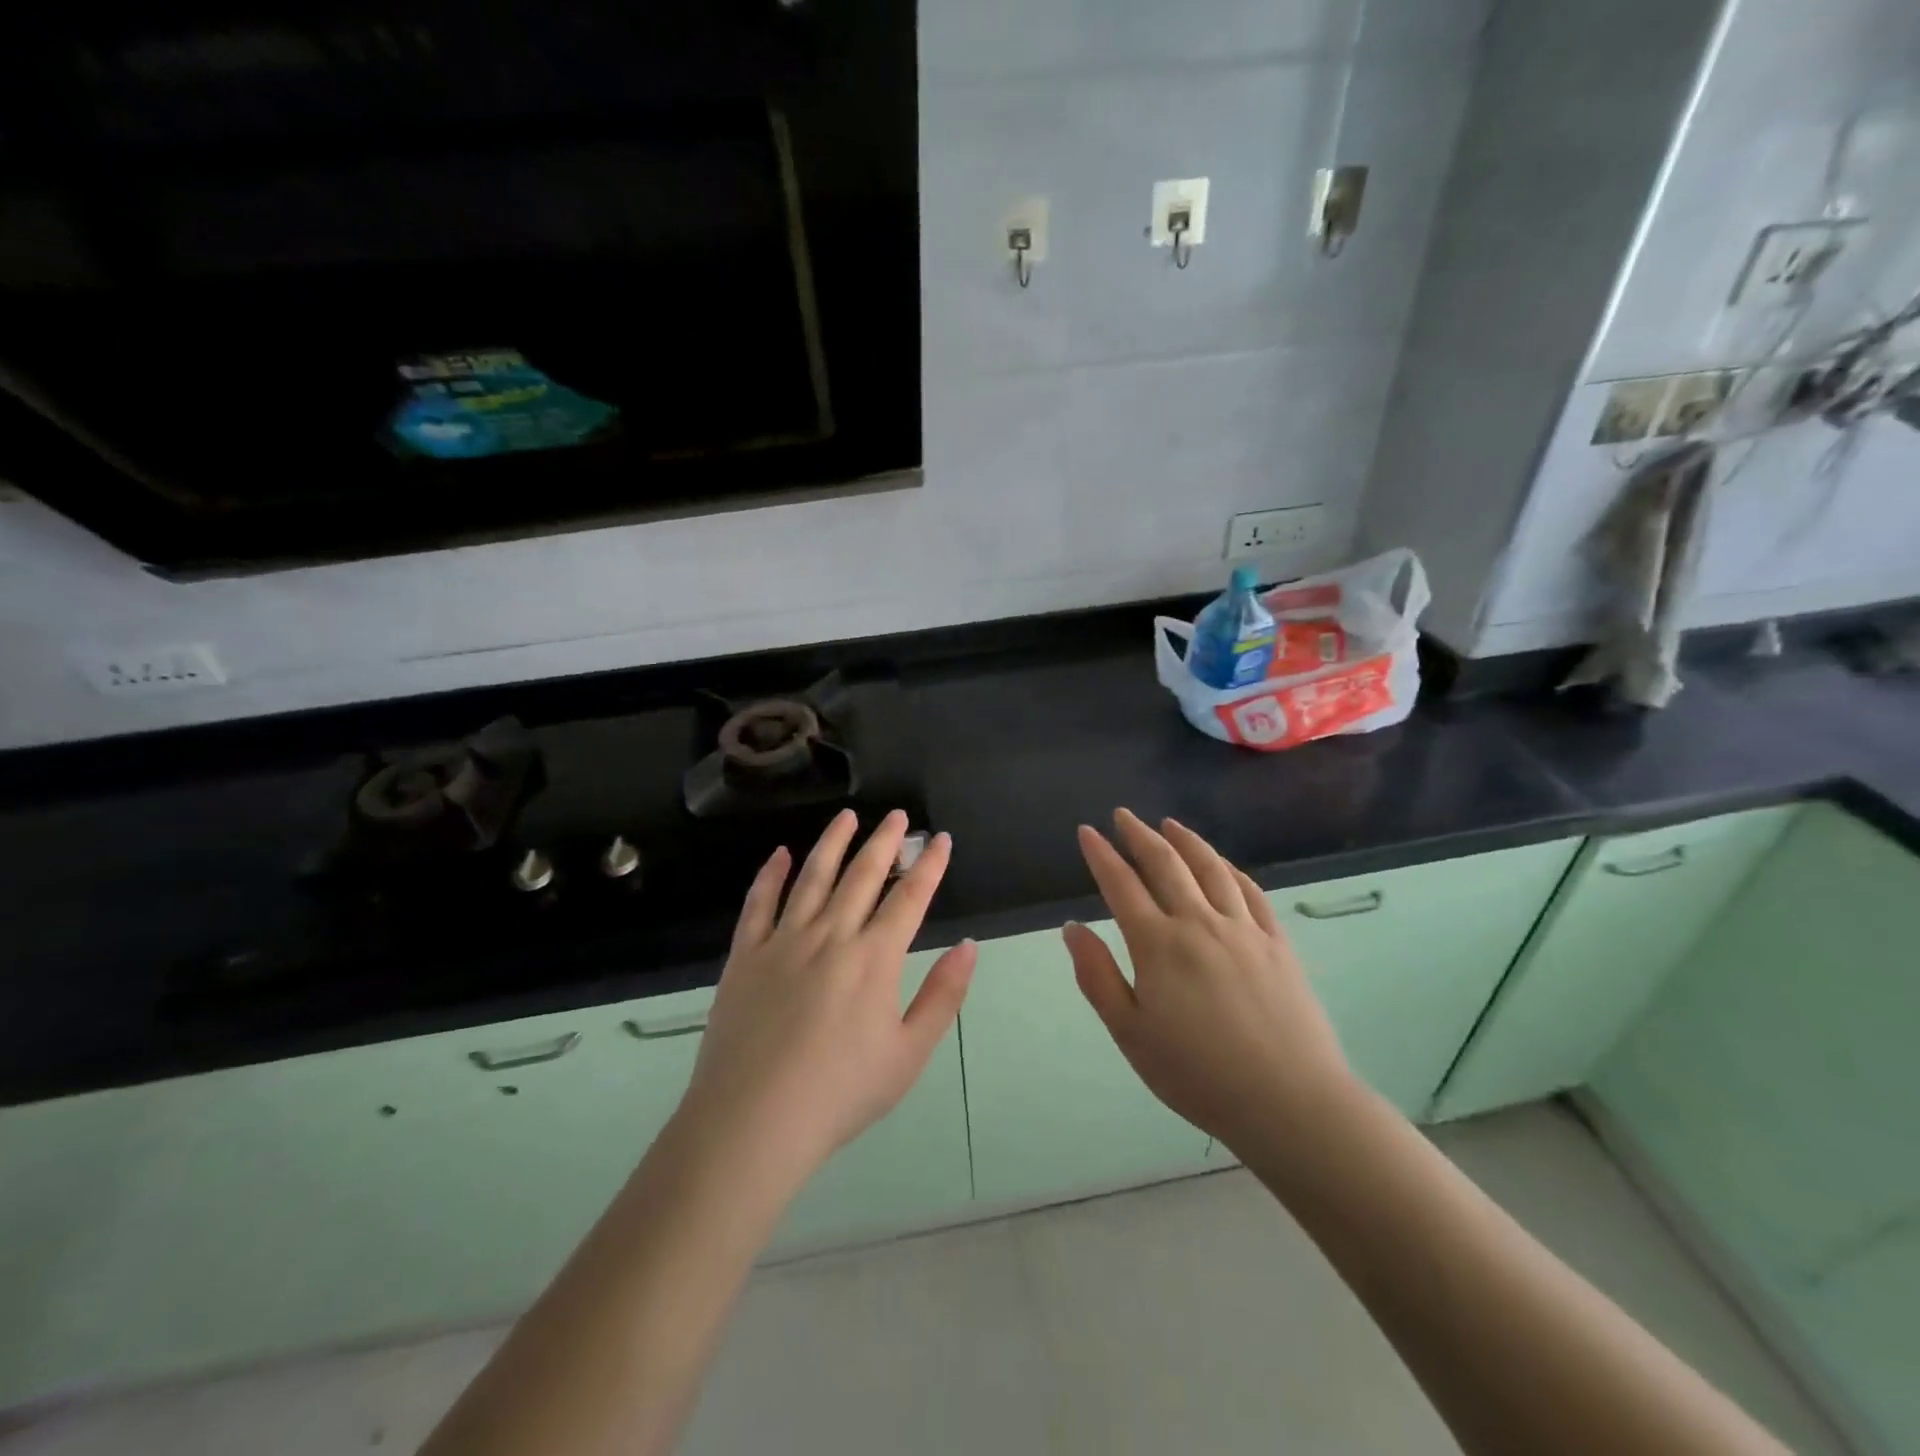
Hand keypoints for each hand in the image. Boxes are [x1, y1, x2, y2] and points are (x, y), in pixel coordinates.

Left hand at [677, 809, 975, 1183]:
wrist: (753, 1122)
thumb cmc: (840, 1093)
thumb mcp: (908, 1054)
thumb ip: (942, 996)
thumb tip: (968, 947)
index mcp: (874, 959)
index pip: (909, 898)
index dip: (929, 865)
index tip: (940, 839)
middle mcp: (831, 936)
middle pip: (862, 875)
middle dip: (885, 841)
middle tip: (896, 816)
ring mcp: (783, 941)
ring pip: (813, 877)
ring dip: (833, 843)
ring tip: (847, 817)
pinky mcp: (746, 956)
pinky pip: (759, 903)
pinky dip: (772, 874)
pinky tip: (781, 854)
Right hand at [1064, 808, 1356, 1149]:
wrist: (1290, 1102)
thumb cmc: (1198, 1074)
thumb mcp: (1130, 1034)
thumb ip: (1098, 976)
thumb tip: (1072, 928)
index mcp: (1158, 944)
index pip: (1121, 884)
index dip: (1101, 855)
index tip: (1087, 832)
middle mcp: (1199, 922)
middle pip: (1165, 864)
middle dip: (1139, 835)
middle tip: (1123, 816)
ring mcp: (1244, 929)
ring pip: (1210, 868)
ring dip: (1186, 841)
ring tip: (1169, 824)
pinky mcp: (1277, 943)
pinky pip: (1250, 892)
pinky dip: (1230, 869)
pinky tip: (1223, 865)